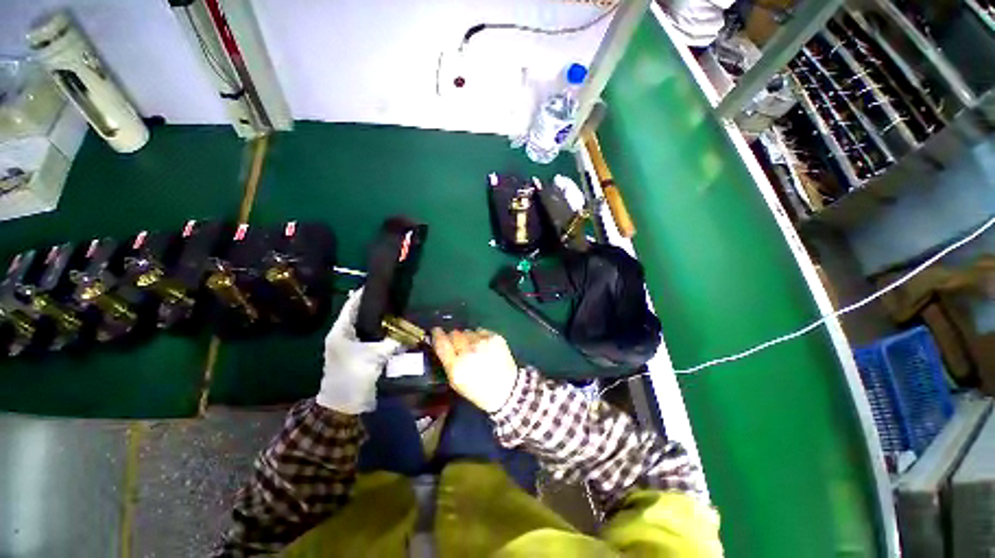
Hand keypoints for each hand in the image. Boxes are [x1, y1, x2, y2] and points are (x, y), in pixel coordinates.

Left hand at [316, 288, 403, 413]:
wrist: (343, 404)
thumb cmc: (353, 376)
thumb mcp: (374, 356)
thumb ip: (393, 342)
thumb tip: (413, 334)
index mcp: (340, 331)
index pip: (351, 305)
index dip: (363, 293)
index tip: (378, 283)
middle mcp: (343, 335)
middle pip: (360, 314)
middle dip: (375, 305)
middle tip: (393, 295)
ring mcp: (350, 345)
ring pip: (366, 325)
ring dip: (379, 319)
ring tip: (397, 309)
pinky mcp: (358, 353)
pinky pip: (371, 337)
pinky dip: (381, 331)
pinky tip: (395, 328)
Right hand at [432, 328, 519, 412]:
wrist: (506, 389)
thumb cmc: (477, 389)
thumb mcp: (456, 382)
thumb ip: (447, 362)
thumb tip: (441, 342)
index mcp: (456, 366)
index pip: (442, 343)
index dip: (438, 335)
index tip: (436, 330)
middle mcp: (469, 351)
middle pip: (455, 334)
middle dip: (454, 337)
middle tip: (459, 344)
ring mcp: (483, 342)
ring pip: (468, 331)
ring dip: (468, 338)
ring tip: (474, 348)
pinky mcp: (495, 337)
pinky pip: (481, 331)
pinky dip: (480, 336)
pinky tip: (484, 346)